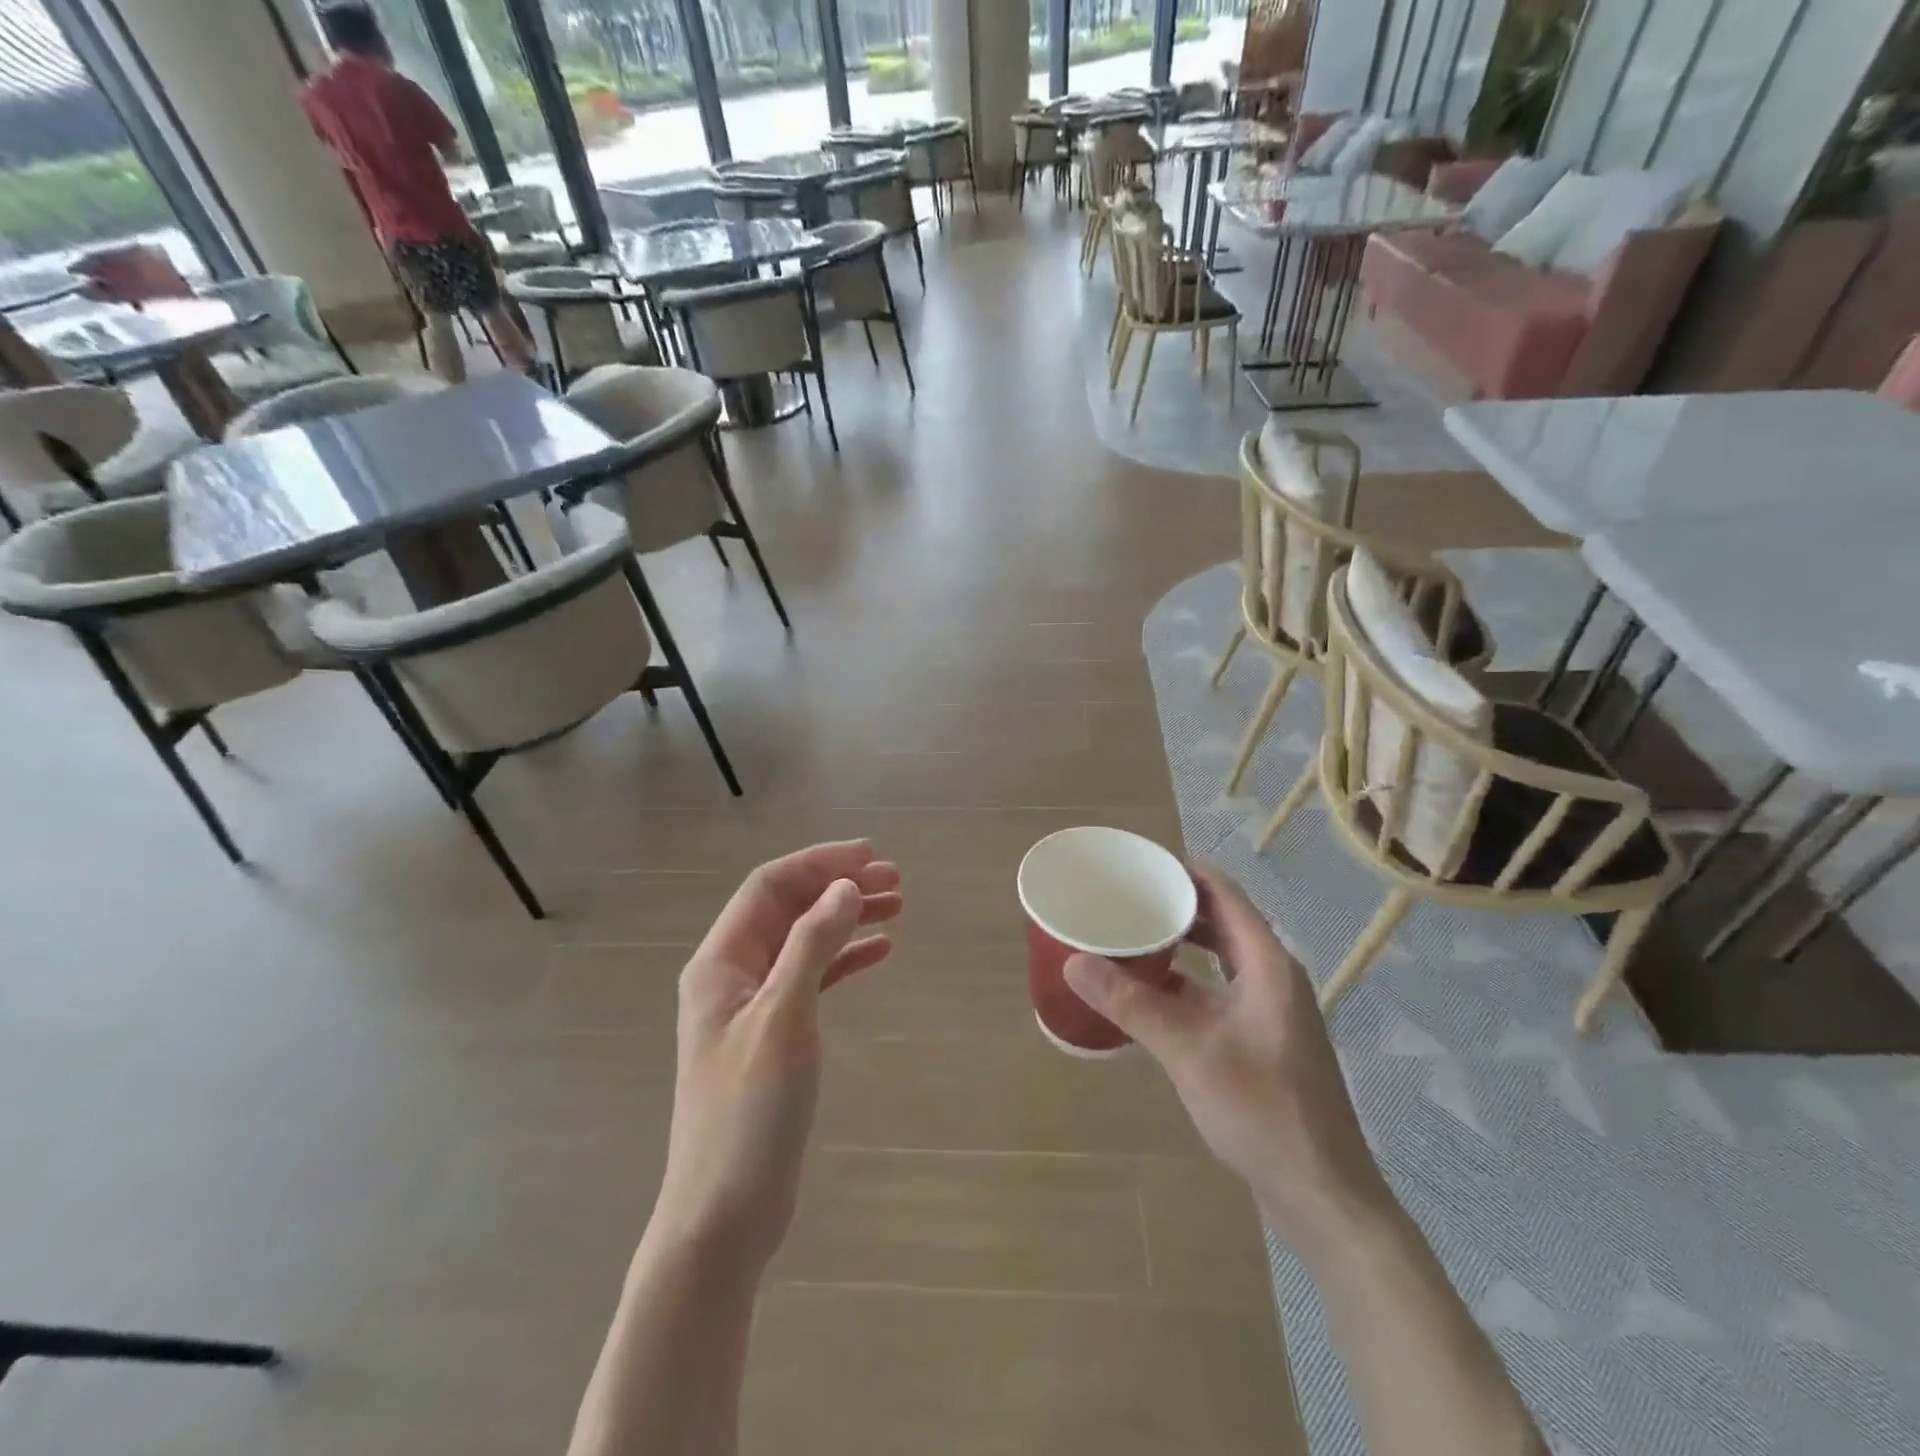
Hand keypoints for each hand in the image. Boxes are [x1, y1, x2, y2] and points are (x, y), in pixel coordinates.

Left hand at [653, 841, 902, 1270]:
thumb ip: (812, 946)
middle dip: (837, 886)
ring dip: (846, 919)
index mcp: (721, 962)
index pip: (769, 887)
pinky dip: (845, 959)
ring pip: (804, 941)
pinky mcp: (775, 1036)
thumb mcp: (783, 1018)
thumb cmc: (748, 1112)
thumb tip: (844, 886)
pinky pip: (813, 979)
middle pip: (788, 909)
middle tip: (894, 880)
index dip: (818, 863)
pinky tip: (880, 951)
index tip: (870, 857)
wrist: (724, 1215)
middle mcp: (733, 974)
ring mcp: (754, 1006)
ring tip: (897, 906)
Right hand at [1064, 864, 1388, 1253]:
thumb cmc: (1262, 1111)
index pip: (1226, 895)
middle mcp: (1273, 978)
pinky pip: (1219, 992)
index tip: (1140, 861)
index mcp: (1268, 965)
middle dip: (1177, 905)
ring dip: (1181, 944)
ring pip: (1220, 960)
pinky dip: (1187, 983)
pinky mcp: (1262, 1042)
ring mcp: (1269, 1012)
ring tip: (1132, 934)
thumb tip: (1075, 960)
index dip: (1185, 871)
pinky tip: (1150, 994)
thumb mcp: (1188, 1051)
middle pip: (1223, 922)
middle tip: (1126, 896)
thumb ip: (1132, 1003)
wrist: (1322, 1195)